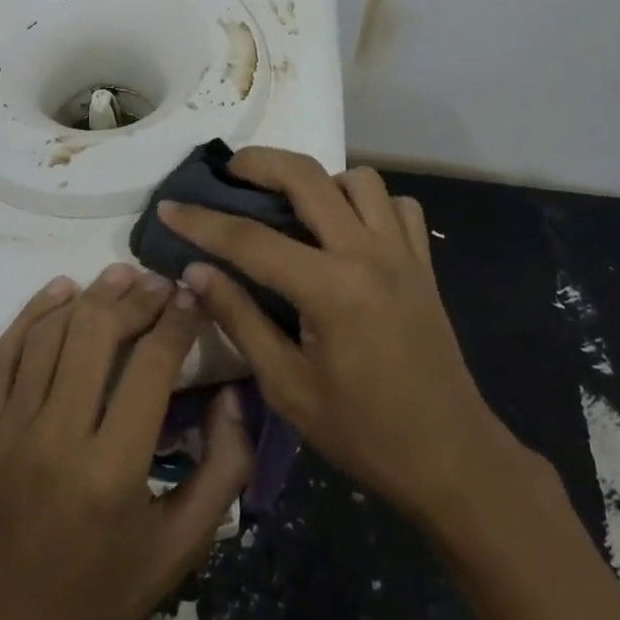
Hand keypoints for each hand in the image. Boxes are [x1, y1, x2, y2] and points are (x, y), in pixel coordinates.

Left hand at [0, 264, 253, 619]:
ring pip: (51, 333)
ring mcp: (11, 428)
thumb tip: (230, 393)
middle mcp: (57, 437)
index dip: (177, 320)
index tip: (193, 296)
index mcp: (112, 470)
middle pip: (97, 334)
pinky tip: (60, 289)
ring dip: (90, 295)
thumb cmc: (104, 593)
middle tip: (161, 282)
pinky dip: (33, 312)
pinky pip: (5, 351)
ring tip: (121, 276)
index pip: (151, 365)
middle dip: (136, 297)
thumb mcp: (183, 545)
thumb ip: (223, 466)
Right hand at [161, 150, 504, 526]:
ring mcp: (402, 251)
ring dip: (322, 181)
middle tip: (230, 172)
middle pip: (307, 176)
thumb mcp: (287, 387)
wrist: (450, 457)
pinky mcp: (424, 261)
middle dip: (260, 162)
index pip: (250, 239)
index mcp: (330, 289)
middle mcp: (367, 253)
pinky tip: (350, 229)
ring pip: (359, 178)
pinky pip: (398, 205)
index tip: (169, 206)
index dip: (202, 221)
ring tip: (296, 206)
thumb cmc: (363, 433)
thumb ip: (239, 320)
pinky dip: (369, 203)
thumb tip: (195, 272)